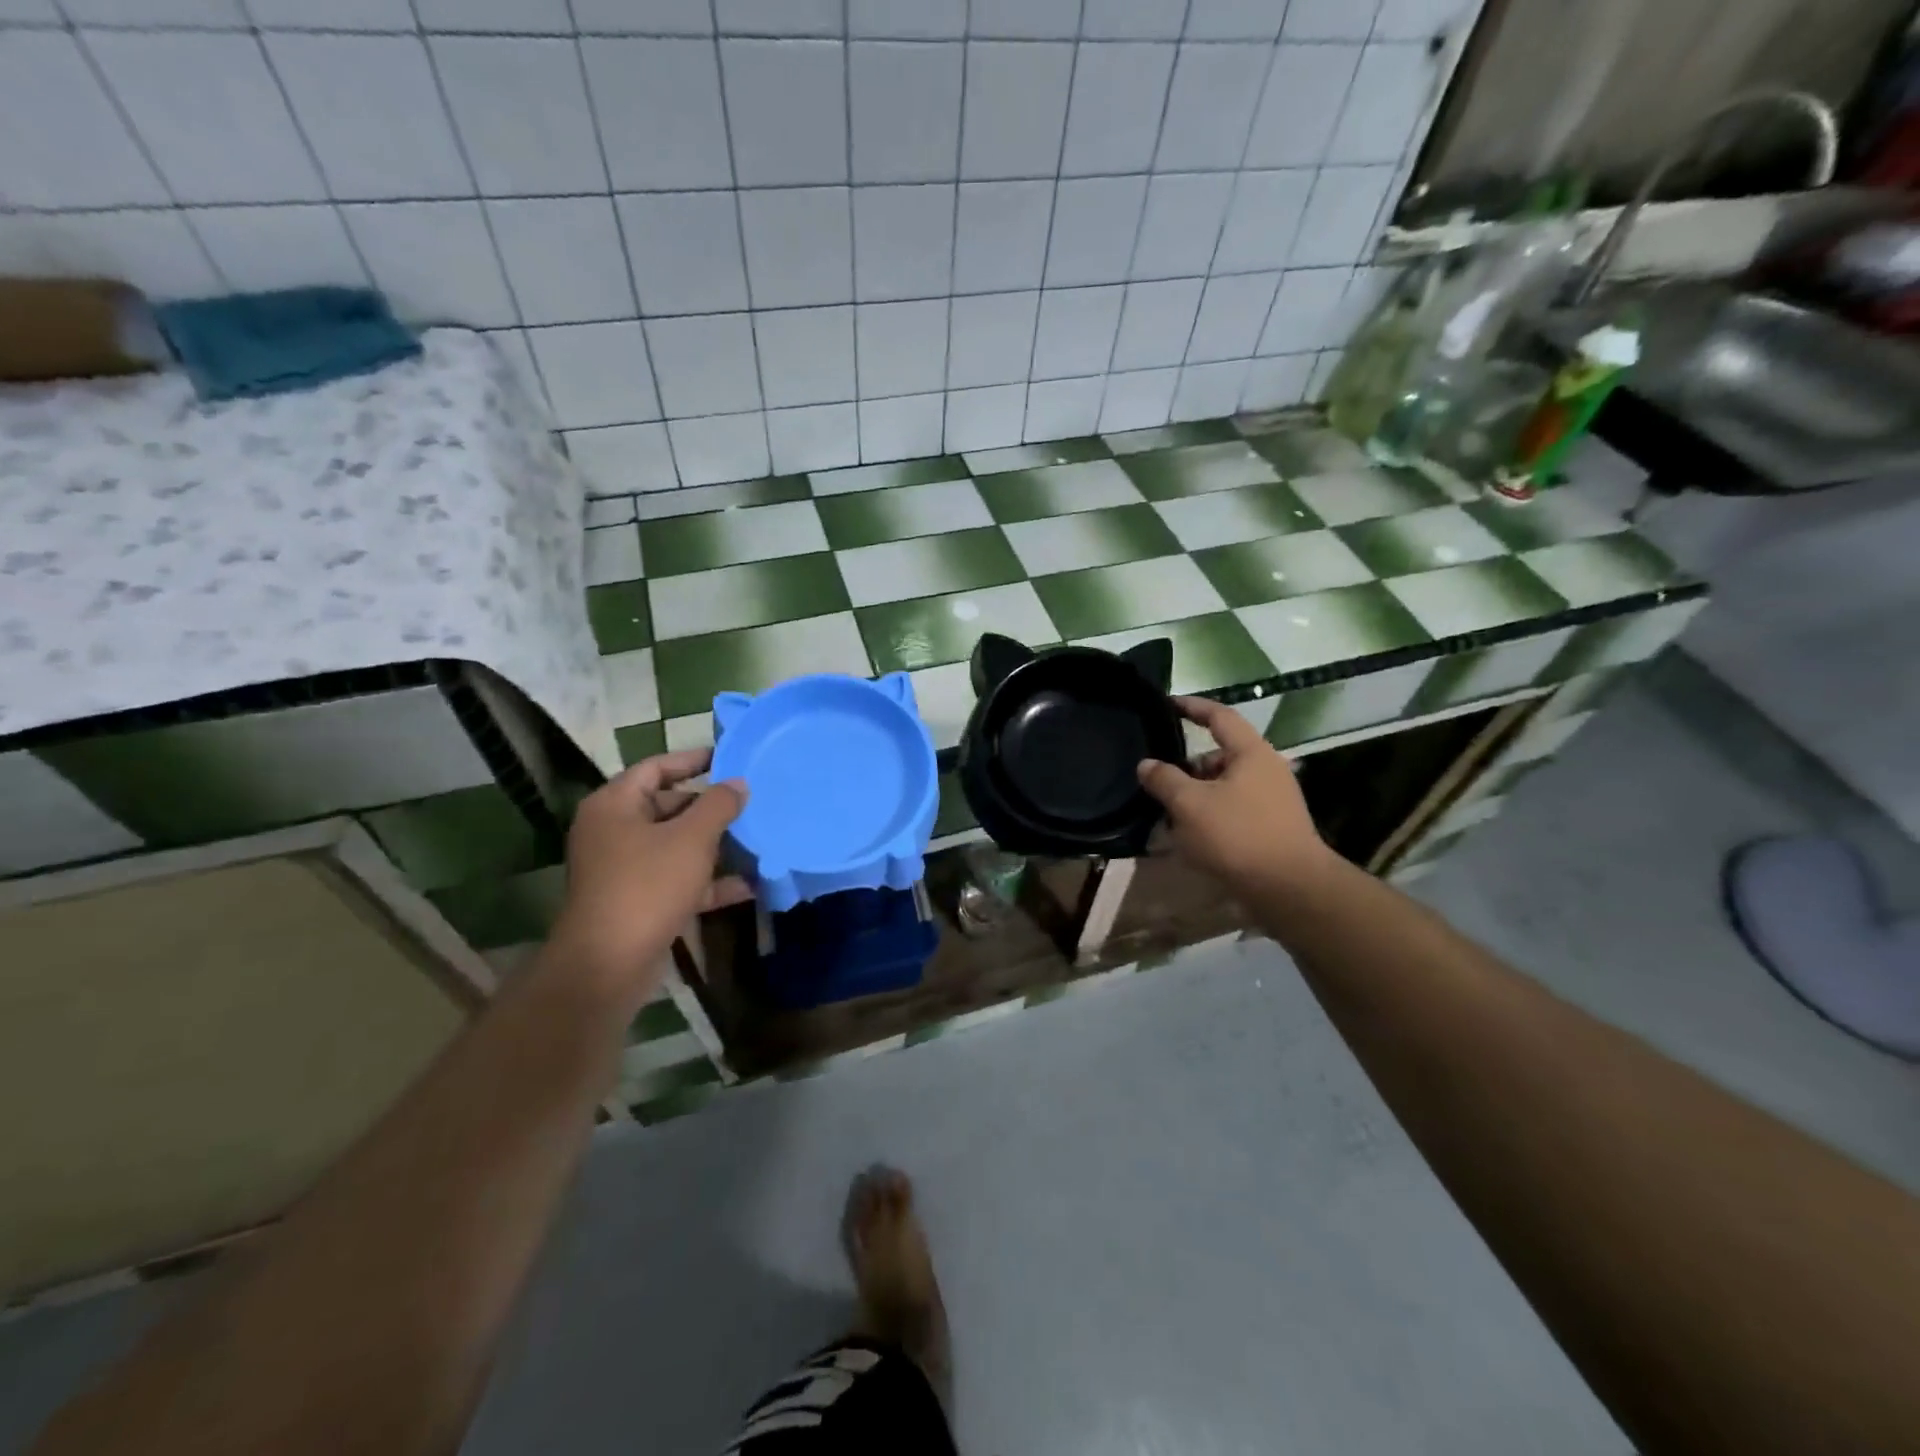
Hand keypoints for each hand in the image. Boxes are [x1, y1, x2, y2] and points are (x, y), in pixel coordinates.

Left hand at [546, 750, 750, 996]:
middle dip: (710, 807)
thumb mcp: (691, 838)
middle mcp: (614, 832)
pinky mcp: (638, 901)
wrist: (609, 964)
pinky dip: (709, 881)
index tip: (728, 758)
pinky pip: (678, 880)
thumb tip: (738, 783)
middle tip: (750, 802)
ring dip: (715, 845)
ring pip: (676, 846)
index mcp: (614, 805)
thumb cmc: (647, 886)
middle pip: (667, 806)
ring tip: (756, 838)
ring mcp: (624, 869)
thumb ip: (719, 805)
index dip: (692, 760)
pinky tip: (749, 886)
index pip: (655, 768)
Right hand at [1137, 697, 1332, 892]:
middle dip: (1187, 765)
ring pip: (1223, 785)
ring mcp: (1272, 799)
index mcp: (1251, 753)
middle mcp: (1266, 769)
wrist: (1290, 889)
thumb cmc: (1238, 836)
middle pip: (1219, 755)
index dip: (1191, 707)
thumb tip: (1146, 764)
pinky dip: (1210, 814)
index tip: (1166, 703)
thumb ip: (1164, 779)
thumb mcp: (1189, 805)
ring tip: (1168, 813)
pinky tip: (1191, 835)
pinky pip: (1232, 808)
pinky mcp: (1271, 826)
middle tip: (1157, 779)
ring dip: (1196, 794)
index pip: (1218, 716)